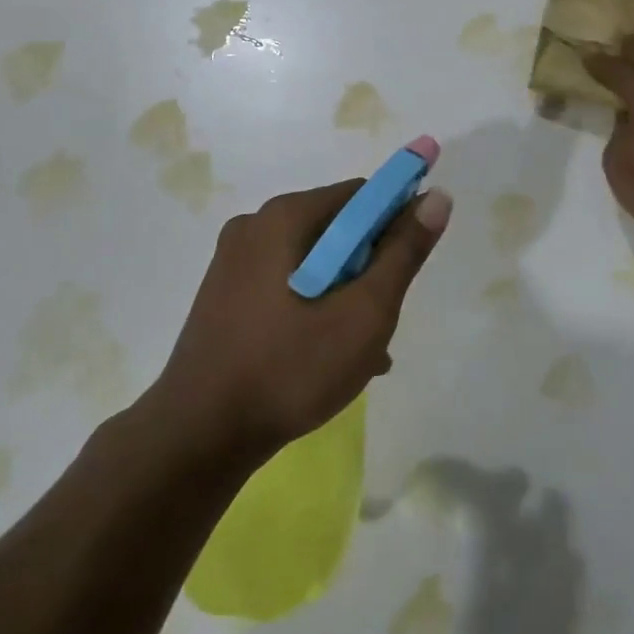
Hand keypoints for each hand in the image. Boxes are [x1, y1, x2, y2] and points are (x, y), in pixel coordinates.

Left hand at [148, 179, 452, 467]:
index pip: (360, 196)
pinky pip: (286, 285)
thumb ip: (403, 253)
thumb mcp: (363, 314)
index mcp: (284, 217)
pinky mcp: (224, 295)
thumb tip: (436, 197)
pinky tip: (330, 356)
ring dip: (345, 295)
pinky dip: (314, 308)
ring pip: (312, 263)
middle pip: (335, 229)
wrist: (197, 437)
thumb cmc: (289, 369)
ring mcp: (233, 262)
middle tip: (382, 319)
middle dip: (369, 268)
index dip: (395, 223)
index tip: (408, 268)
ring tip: (364, 350)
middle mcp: (254, 226)